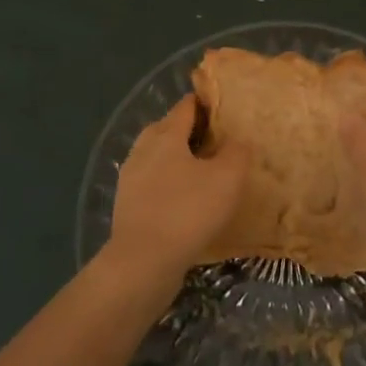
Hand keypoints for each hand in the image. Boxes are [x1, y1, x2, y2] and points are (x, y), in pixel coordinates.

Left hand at [107, 96, 249, 283]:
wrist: (143, 262)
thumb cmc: (188, 211)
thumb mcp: (227, 178)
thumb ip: (237, 152)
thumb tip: (238, 140)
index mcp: (166, 135)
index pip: (186, 106)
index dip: (206, 103)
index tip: (225, 107)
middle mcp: (143, 149)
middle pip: (167, 128)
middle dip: (190, 130)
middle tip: (217, 140)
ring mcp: (130, 178)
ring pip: (158, 157)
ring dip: (178, 159)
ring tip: (204, 172)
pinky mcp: (127, 205)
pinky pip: (152, 183)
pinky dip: (168, 184)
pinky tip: (185, 200)